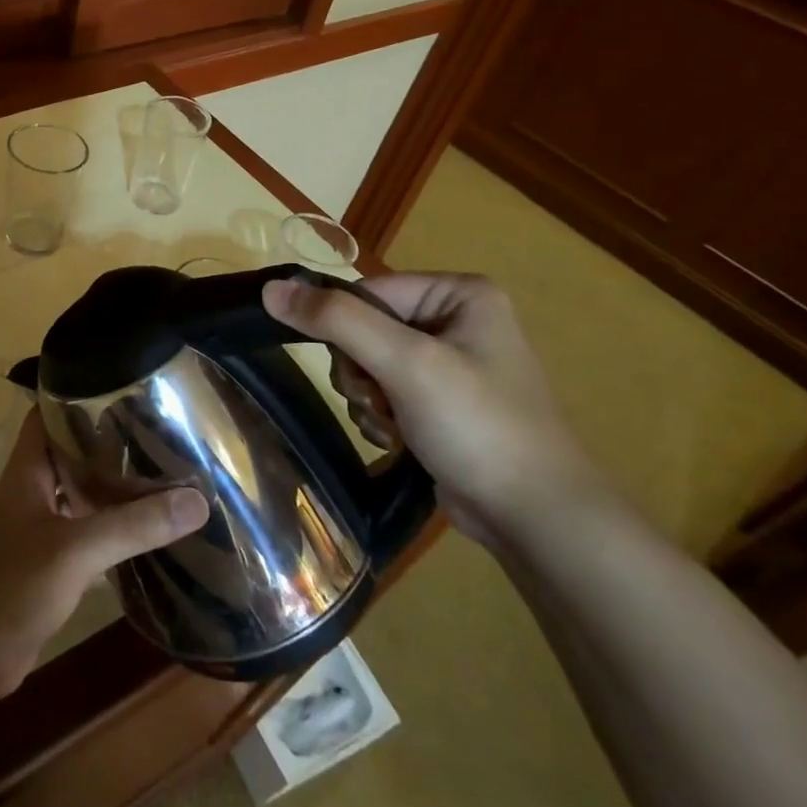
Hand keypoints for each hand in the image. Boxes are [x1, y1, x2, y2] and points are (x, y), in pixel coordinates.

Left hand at [0, 408, 209, 703]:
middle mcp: (34, 488)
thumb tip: (197, 501)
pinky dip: (114, 525)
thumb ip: (132, 526)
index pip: (51, 412)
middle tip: (161, 428)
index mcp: (28, 468)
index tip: (126, 386)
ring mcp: (41, 525)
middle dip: (111, 440)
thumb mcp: (74, 550)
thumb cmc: (11, 586)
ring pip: (82, 491)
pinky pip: (88, 529)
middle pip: (73, 450)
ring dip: (115, 483)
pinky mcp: (51, 560)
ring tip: (165, 469)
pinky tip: (150, 527)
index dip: (80, 394)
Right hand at [262, 272, 603, 545]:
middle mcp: (455, 319)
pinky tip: (396, 439)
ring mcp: (449, 362)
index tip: (360, 372)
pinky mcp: (441, 401)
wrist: (537, 518)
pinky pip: (384, 390)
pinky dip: (379, 415)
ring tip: (392, 425)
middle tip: (380, 401)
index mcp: (459, 293)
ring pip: (367, 362)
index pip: (367, 291)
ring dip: (367, 398)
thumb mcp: (405, 363)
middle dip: (360, 371)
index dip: (347, 330)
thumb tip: (270, 289)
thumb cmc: (478, 426)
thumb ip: (335, 320)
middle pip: (363, 328)